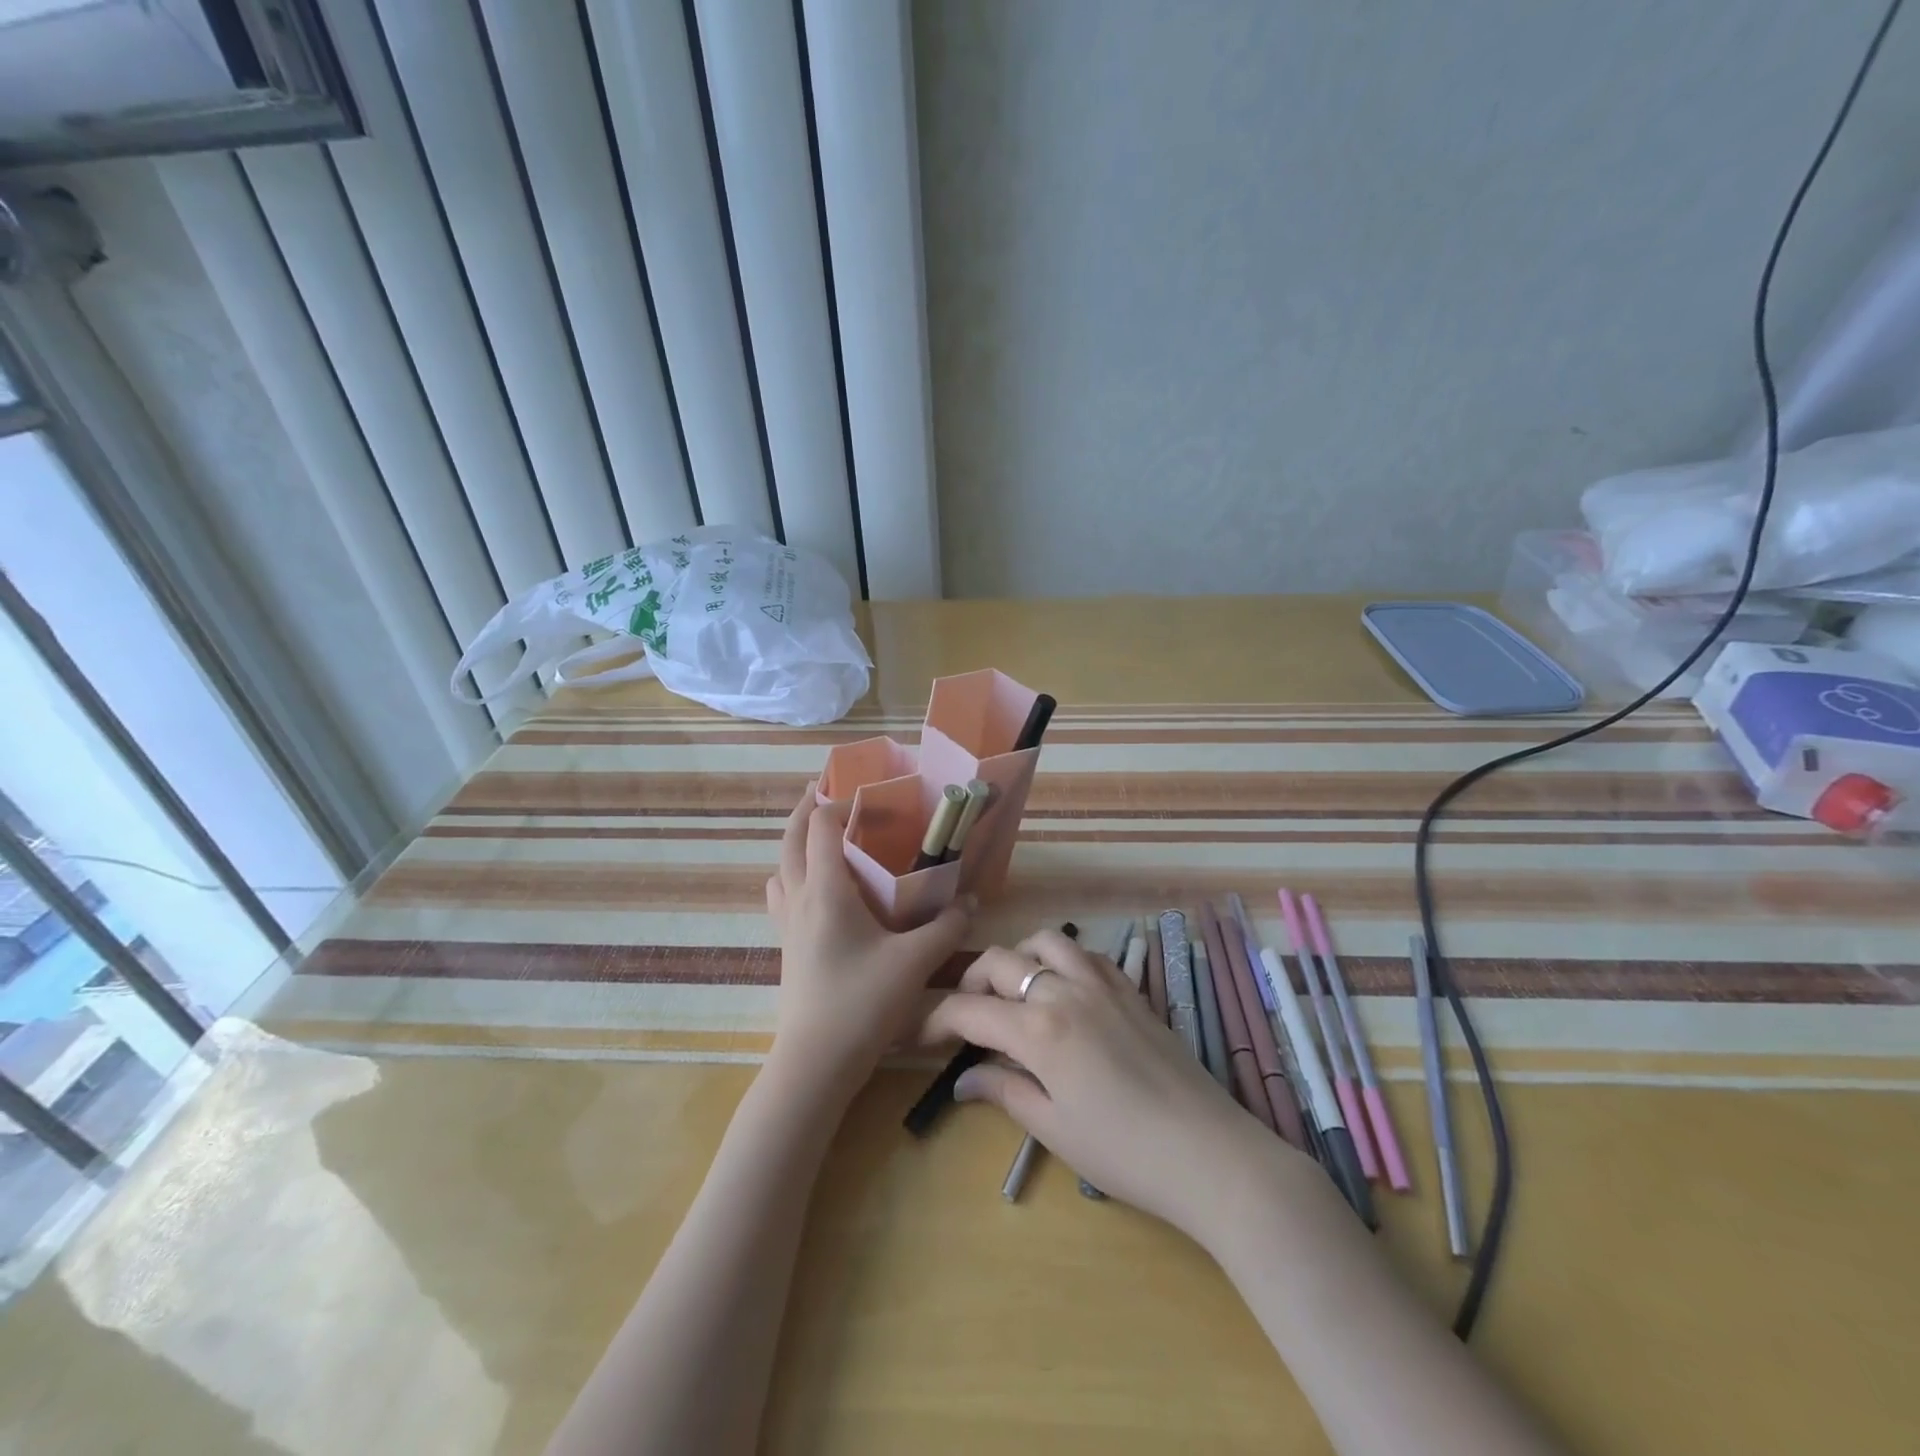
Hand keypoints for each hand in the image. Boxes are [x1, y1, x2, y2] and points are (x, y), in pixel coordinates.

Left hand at [765, 784, 972, 1103]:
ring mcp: (787, 924)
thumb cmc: (862, 1003)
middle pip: (789, 838)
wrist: (816, 1064)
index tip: (866, 793)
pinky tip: (819, 891)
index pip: (818, 826)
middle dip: (804, 808)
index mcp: (825, 890)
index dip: (836, 801)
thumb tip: (970, 901)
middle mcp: (799, 898)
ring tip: (823, 837)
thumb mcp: (915, 963)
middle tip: (827, 790)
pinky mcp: (786, 947)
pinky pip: (782, 895)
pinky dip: (793, 876)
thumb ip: (947, 927)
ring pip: (780, 867)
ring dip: (795, 842)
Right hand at [919, 928, 1297, 1241]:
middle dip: (970, 982)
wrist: (1208, 1152)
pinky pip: (1087, 952)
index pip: (968, 1009)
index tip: (918, 1036)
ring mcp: (1102, 983)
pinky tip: (1063, 989)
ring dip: (1019, 957)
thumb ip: (1004, 1091)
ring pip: (1045, 941)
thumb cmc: (1124, 1152)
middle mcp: (1064, 991)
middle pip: (1000, 962)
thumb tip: (964, 1079)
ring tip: (1014, 991)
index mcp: (1038, 1030)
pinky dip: (1062, 958)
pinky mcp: (1131, 988)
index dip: (935, 1019)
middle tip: (965, 1015)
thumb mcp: (1054, 1128)